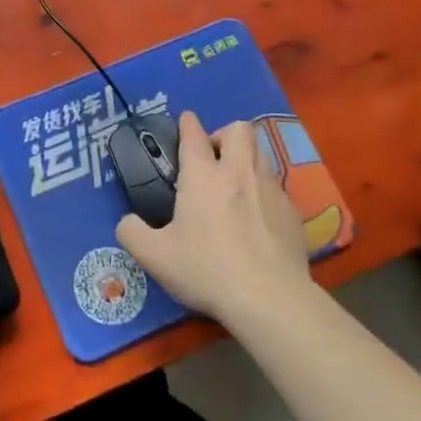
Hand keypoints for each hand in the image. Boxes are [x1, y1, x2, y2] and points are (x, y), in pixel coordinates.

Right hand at [115, 111, 311, 328]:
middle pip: (239, 129)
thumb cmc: (207, 269)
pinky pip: (277, 187)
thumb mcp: (155, 256)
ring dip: (246, 159)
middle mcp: (239, 172)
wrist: (270, 299)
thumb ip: (132, 233)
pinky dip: (263, 191)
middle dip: (224, 134)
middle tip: (213, 159)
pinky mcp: (293, 212)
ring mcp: (271, 190)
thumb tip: (127, 223)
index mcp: (203, 175)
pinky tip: (256, 218)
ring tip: (234, 184)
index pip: (194, 133)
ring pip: (262, 153)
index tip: (185, 121)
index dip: (187, 123)